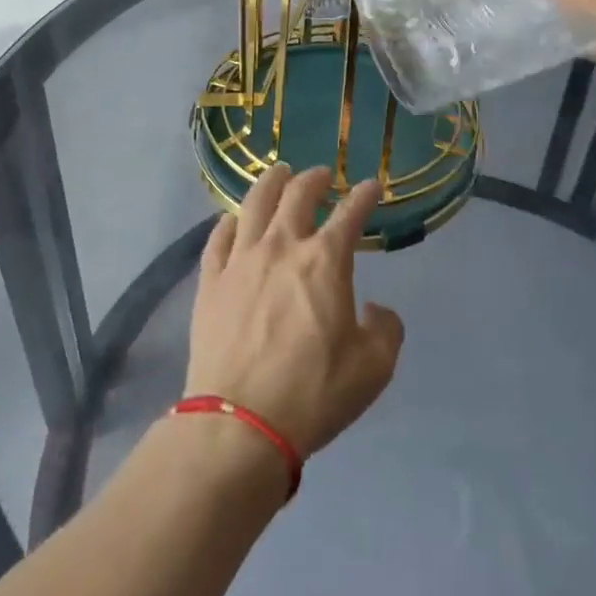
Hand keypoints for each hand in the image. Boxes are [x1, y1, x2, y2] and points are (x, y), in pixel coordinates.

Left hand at [186, 165, 404, 458]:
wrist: (240, 422)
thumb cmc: (313, 392)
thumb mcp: (374, 367)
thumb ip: (386, 329)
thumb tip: (375, 310)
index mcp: (325, 261)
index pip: (350, 214)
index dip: (364, 195)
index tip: (372, 186)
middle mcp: (282, 247)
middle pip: (297, 195)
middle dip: (314, 179)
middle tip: (321, 174)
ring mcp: (240, 261)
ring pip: (254, 204)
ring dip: (270, 183)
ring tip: (278, 173)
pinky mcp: (210, 282)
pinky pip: (218, 238)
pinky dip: (230, 221)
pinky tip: (233, 219)